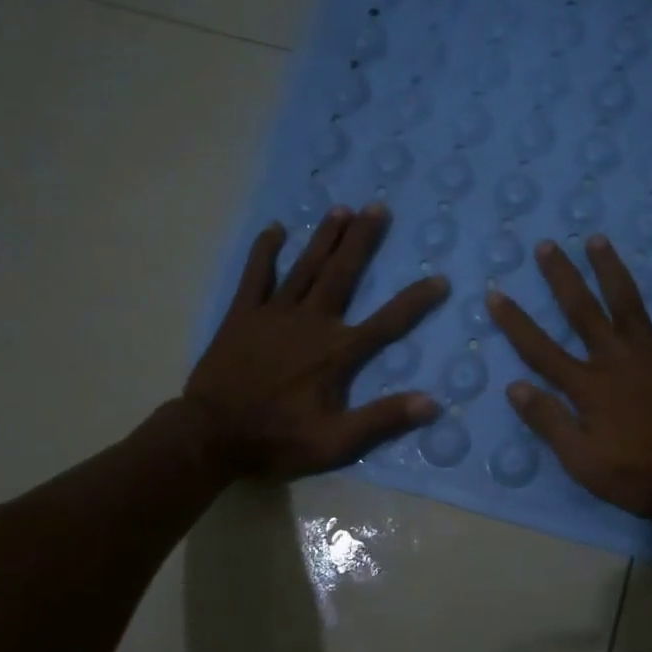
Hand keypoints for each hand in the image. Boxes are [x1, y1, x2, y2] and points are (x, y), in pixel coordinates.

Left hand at [184, 203, 445, 478]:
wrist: (211, 435)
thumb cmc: (277, 439)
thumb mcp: (336, 442)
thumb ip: (383, 419)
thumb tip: (431, 403)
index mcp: (336, 352)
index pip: (388, 322)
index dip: (416, 300)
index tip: (440, 279)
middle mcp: (311, 322)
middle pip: (343, 274)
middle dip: (362, 240)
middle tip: (379, 208)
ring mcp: (274, 314)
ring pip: (305, 267)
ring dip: (325, 237)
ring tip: (342, 208)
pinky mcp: (243, 315)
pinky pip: (256, 275)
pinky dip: (265, 251)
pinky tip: (276, 229)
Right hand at [488, 234, 651, 519]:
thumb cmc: (638, 476)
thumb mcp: (581, 461)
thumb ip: (548, 421)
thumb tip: (514, 387)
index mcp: (587, 385)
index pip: (540, 348)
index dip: (516, 321)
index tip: (495, 293)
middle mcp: (616, 358)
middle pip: (582, 310)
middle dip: (562, 277)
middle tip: (548, 245)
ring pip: (629, 302)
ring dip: (611, 269)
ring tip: (597, 239)